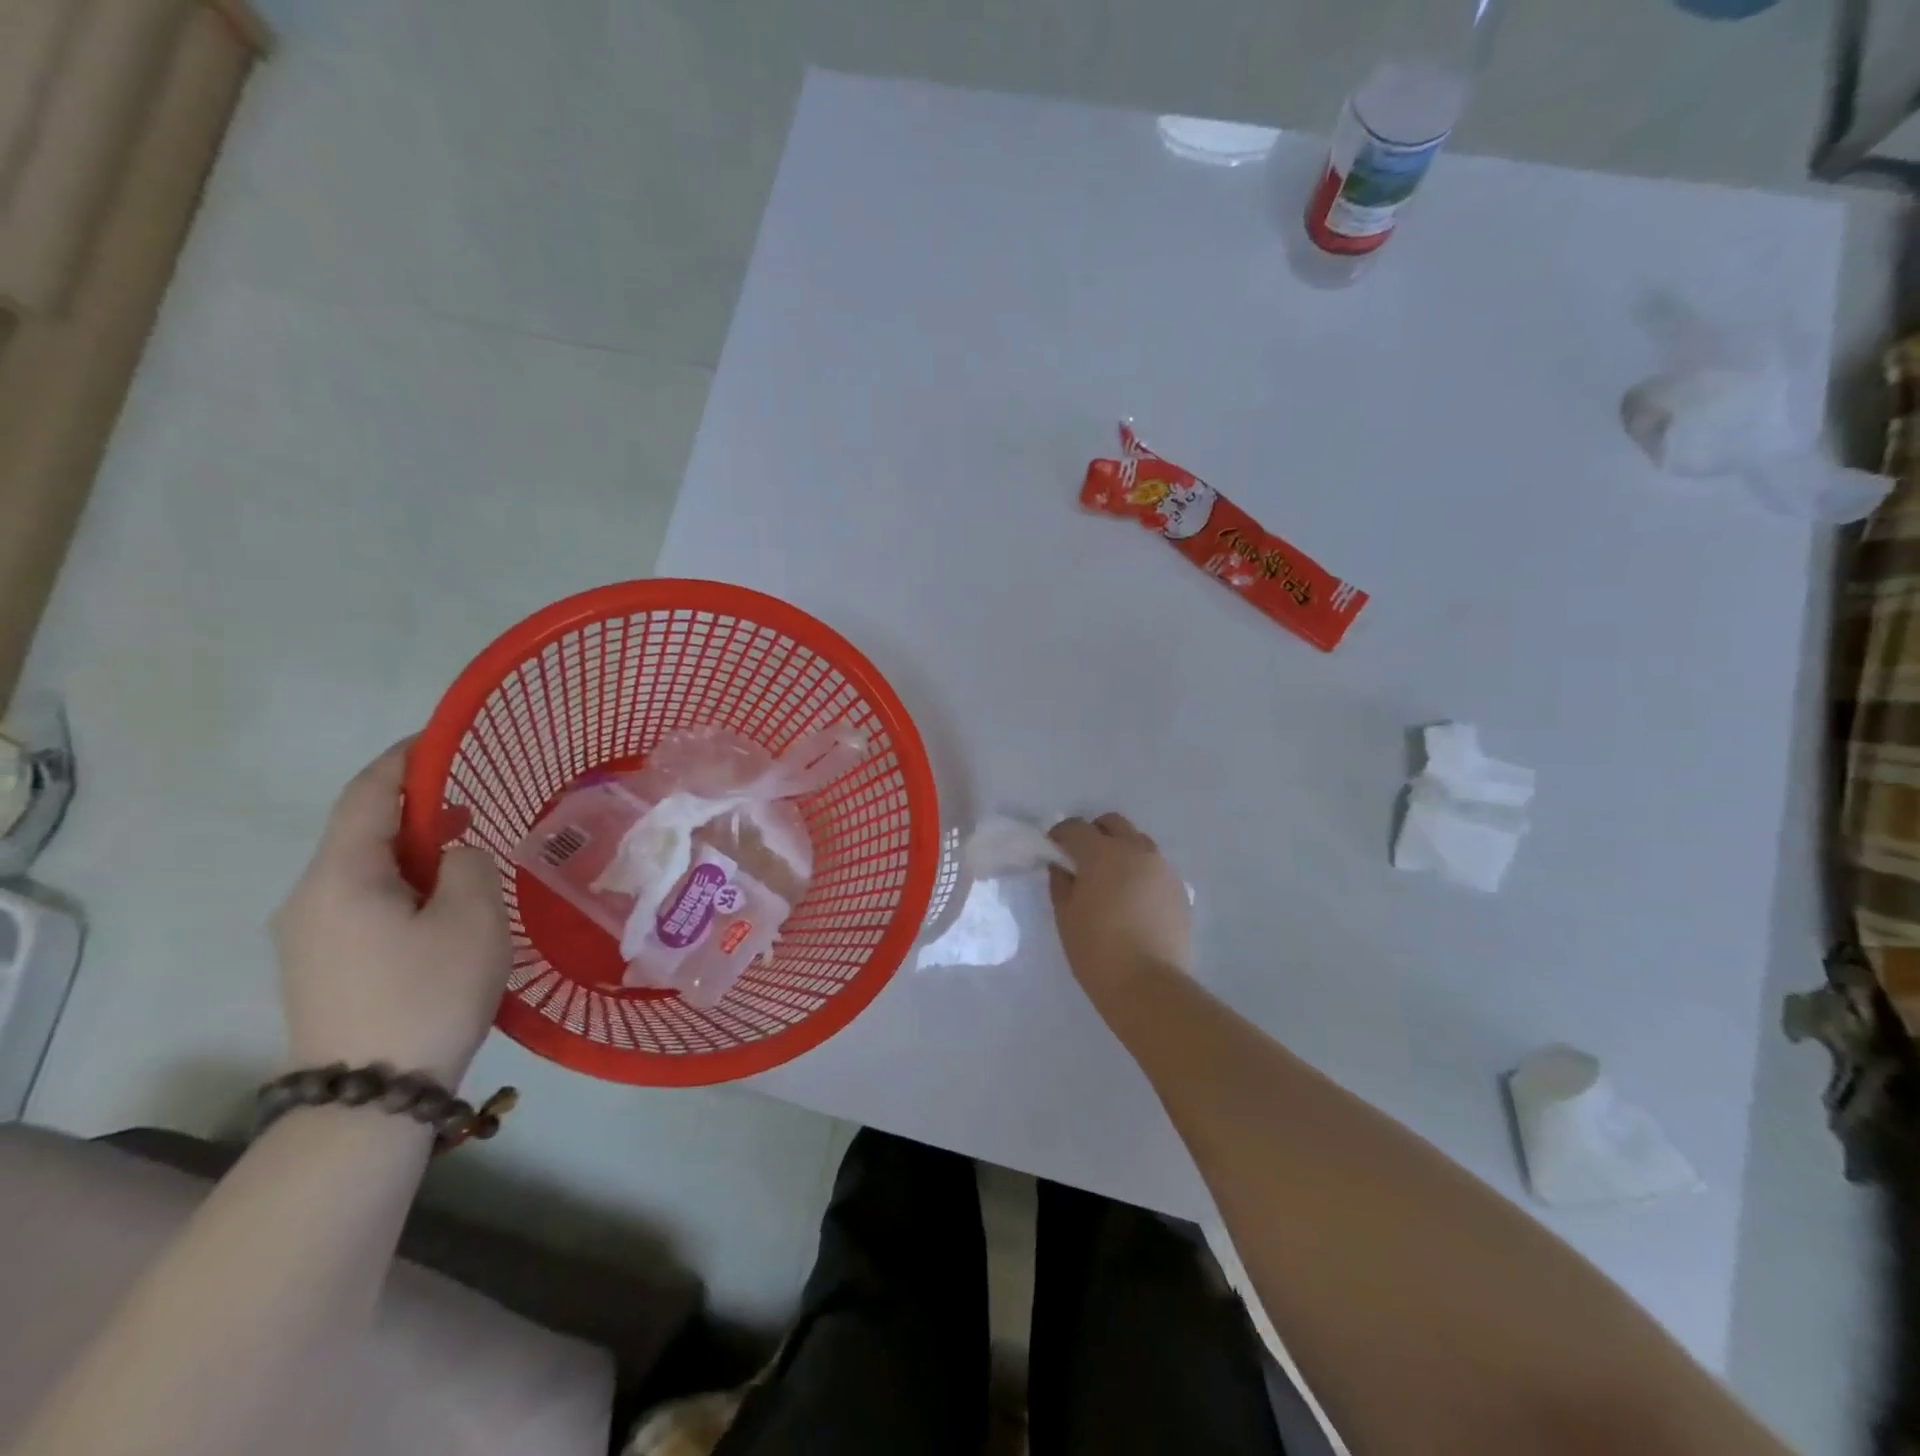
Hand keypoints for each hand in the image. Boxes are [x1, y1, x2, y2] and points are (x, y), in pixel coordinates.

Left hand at [273, 741, 511, 1087]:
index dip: (404, 760)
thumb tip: (451, 856)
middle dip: (416, 810)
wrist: (369, 1096)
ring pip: (363, 870)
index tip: (442, 738)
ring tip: (466, 858)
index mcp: (340, 876)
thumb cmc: (428, 993)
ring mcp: (306, 934)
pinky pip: (361, 902)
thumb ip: (466, 865)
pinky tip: (441, 906)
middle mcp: (308, 897)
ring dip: (412, 852)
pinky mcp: (319, 964)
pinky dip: (402, 885)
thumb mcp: (472, 917)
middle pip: (361, 832)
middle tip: (475, 807)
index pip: (367, 795)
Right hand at [1048, 813, 1191, 1004]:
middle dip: (1094, 833)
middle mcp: (1135, 850)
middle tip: (1083, 860)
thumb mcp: (1066, 916)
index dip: (1061, 835)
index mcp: (1102, 853)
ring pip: (1138, 843)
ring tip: (1112, 881)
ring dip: (1121, 850)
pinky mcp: (1180, 889)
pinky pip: (1155, 868)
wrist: (1149, 986)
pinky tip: (1134, 901)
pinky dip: (1141, 873)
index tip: (1054, 851)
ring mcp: (1162, 868)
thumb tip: (1063, 866)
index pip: (1075, 827)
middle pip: (1113, 823)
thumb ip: (1061, 882)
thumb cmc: (1097, 950)